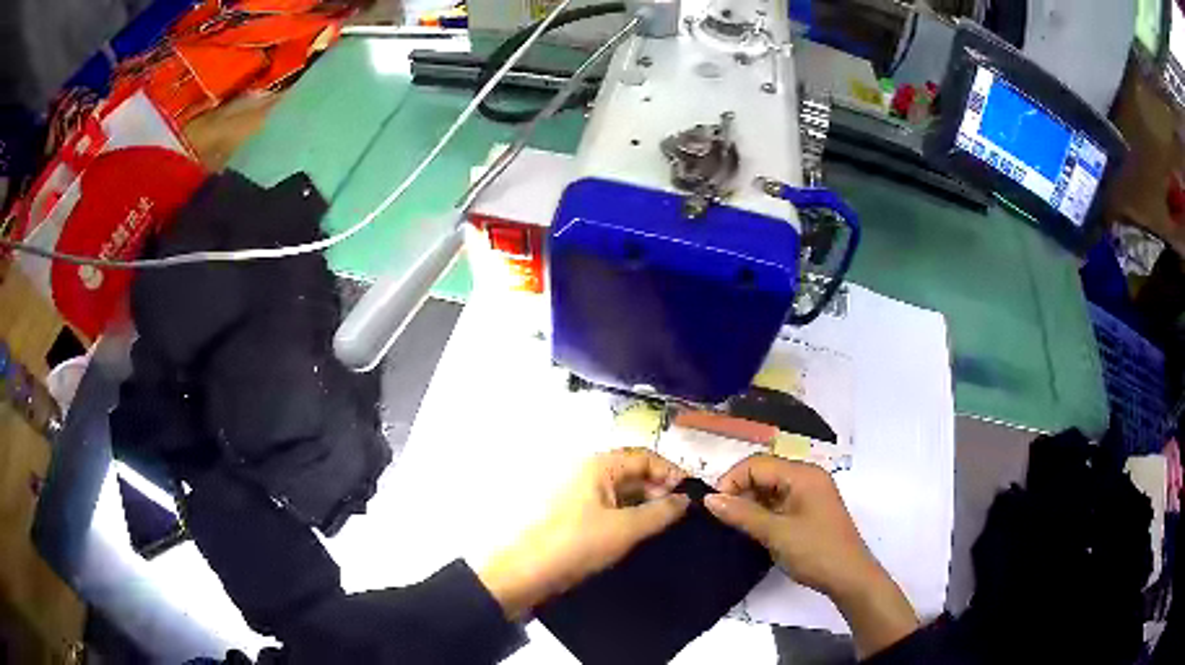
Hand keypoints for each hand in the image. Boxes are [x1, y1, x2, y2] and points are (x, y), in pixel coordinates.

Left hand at [479, 448, 689, 619]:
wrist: (529, 572)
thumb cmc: (578, 543)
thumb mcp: (626, 528)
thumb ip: (661, 511)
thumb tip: (686, 499)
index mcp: (598, 465)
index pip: (644, 456)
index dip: (670, 471)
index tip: (691, 495)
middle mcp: (589, 472)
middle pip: (633, 471)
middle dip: (659, 488)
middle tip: (680, 512)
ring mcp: (581, 493)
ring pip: (623, 490)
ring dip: (646, 503)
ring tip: (665, 524)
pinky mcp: (577, 515)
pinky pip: (611, 506)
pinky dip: (630, 514)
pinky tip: (643, 532)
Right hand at [705, 455, 917, 657]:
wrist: (849, 577)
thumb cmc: (815, 551)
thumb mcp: (776, 533)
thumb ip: (742, 514)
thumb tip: (709, 499)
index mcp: (803, 474)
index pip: (758, 464)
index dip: (732, 481)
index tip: (714, 507)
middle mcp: (807, 477)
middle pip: (764, 473)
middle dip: (740, 491)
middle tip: (721, 518)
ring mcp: (810, 494)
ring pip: (770, 488)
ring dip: (750, 503)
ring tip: (734, 526)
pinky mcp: (809, 510)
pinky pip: (779, 502)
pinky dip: (763, 512)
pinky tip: (753, 529)